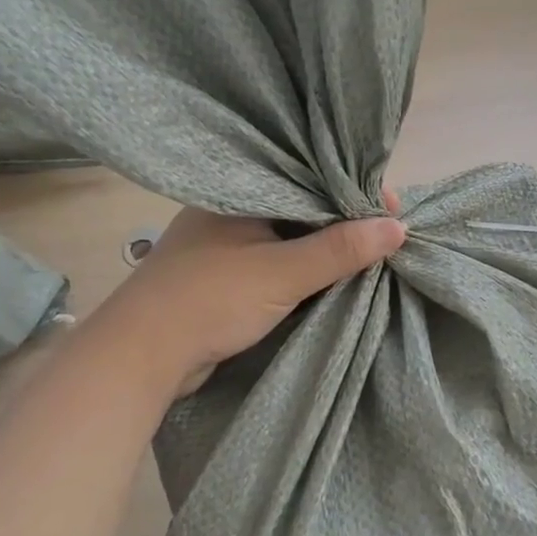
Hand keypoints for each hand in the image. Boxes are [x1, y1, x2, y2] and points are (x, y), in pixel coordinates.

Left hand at [105, 195, 406, 395]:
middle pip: (303, 205)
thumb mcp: (282, 273)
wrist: (138, 358)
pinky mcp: (226, 274)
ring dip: (326, 245)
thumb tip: (398, 227)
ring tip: (372, 250)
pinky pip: (277, 259)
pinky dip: (304, 265)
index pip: (310, 177)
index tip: (393, 209)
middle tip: (390, 231)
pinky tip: (333, 272)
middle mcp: (233, 209)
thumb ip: (339, 250)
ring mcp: (227, 243)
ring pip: (290, 234)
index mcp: (240, 190)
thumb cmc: (209, 300)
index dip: (354, 191)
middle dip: (345, 219)